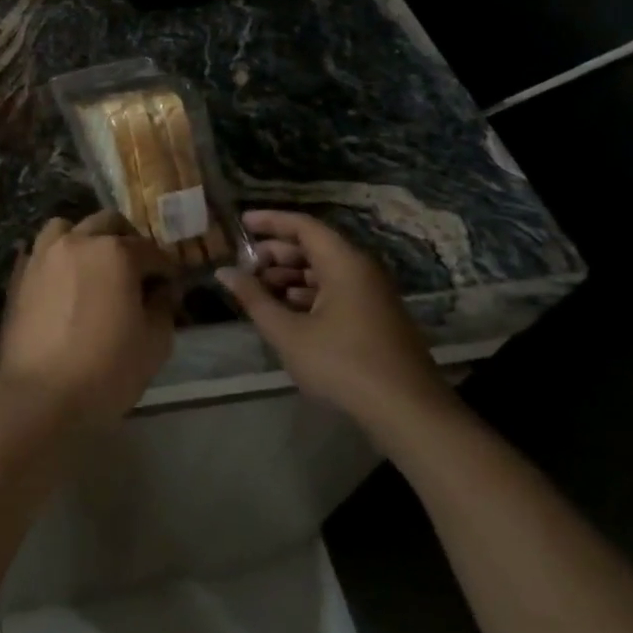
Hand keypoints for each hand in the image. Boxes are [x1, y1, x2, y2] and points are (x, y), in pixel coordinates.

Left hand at [0, 211, 177, 428]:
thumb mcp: (154, 343)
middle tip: (137, 270)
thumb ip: (163, 307)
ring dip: (86, 239)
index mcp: (115, 253)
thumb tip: (162, 291)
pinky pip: (41, 251)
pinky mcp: (20, 274)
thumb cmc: (106, 370)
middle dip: (128, 241)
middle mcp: (78, 242)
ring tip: (94, 266)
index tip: (170, 288)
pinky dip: (56, 257)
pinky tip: (64, 281)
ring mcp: (43, 255)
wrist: (39, 396)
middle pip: (108, 224)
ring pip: (67, 227)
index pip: (151, 251)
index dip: (165, 270)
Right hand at [215, 210, 455, 436]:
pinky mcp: (376, 317)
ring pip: (325, 271)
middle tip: (245, 266)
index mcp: (343, 263)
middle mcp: (361, 270)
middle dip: (276, 253)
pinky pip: (337, 291)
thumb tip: (224, 273)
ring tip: (259, 291)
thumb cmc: (342, 365)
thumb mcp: (288, 333)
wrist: (408, 412)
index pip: (303, 226)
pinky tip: (287, 313)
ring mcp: (372, 294)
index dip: (270, 221)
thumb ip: (254, 299)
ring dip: (290, 276)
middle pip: (314, 247)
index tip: (241, 223)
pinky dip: (308, 294)